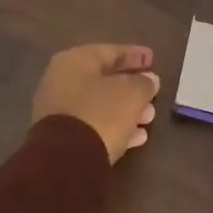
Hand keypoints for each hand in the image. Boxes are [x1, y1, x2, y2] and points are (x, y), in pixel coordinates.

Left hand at [31, 44, 159, 163]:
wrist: (65, 161)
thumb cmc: (100, 114)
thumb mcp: (131, 94)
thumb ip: (143, 83)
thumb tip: (150, 79)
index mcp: (75, 60)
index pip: (110, 51)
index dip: (134, 55)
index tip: (153, 59)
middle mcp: (62, 80)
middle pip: (104, 79)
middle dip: (132, 87)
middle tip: (153, 92)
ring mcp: (59, 110)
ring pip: (100, 104)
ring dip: (126, 109)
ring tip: (149, 118)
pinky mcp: (61, 138)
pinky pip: (93, 125)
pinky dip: (114, 127)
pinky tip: (137, 138)